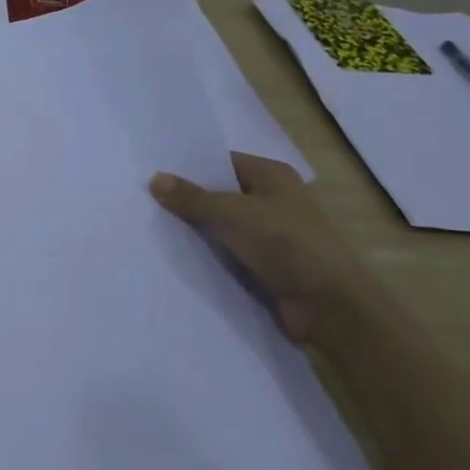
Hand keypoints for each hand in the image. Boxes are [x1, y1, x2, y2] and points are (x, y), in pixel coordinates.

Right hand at [149, 153, 380, 342]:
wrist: (328, 306)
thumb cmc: (286, 244)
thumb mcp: (233, 213)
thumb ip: (193, 198)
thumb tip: (154, 178)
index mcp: (273, 176)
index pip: (222, 162)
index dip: (189, 167)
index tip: (151, 172)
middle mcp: (273, 200)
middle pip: (220, 194)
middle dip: (187, 199)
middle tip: (142, 200)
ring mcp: (270, 235)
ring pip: (222, 226)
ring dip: (195, 230)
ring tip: (149, 226)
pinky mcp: (265, 265)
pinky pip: (227, 253)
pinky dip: (206, 255)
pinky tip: (173, 256)